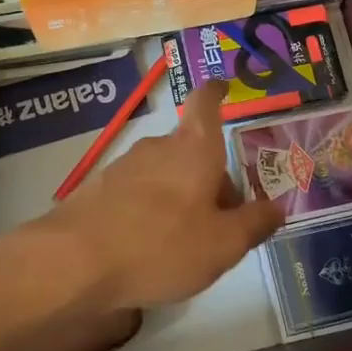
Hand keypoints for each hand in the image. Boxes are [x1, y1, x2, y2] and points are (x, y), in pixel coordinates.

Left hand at [42, 81, 283, 312]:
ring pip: (165, 172)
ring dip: (181, 195)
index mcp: (194, 149)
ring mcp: (123, 166)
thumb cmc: (162, 245)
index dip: (216, 93)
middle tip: (225, 219)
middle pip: (192, 150)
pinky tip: (150, 248)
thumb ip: (254, 224)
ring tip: (187, 241)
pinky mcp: (97, 190)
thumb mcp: (222, 245)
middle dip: (211, 176)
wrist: (75, 262)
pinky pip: (138, 192)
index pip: (206, 103)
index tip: (223, 88)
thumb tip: (277, 207)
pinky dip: (152, 209)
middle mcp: (158, 147)